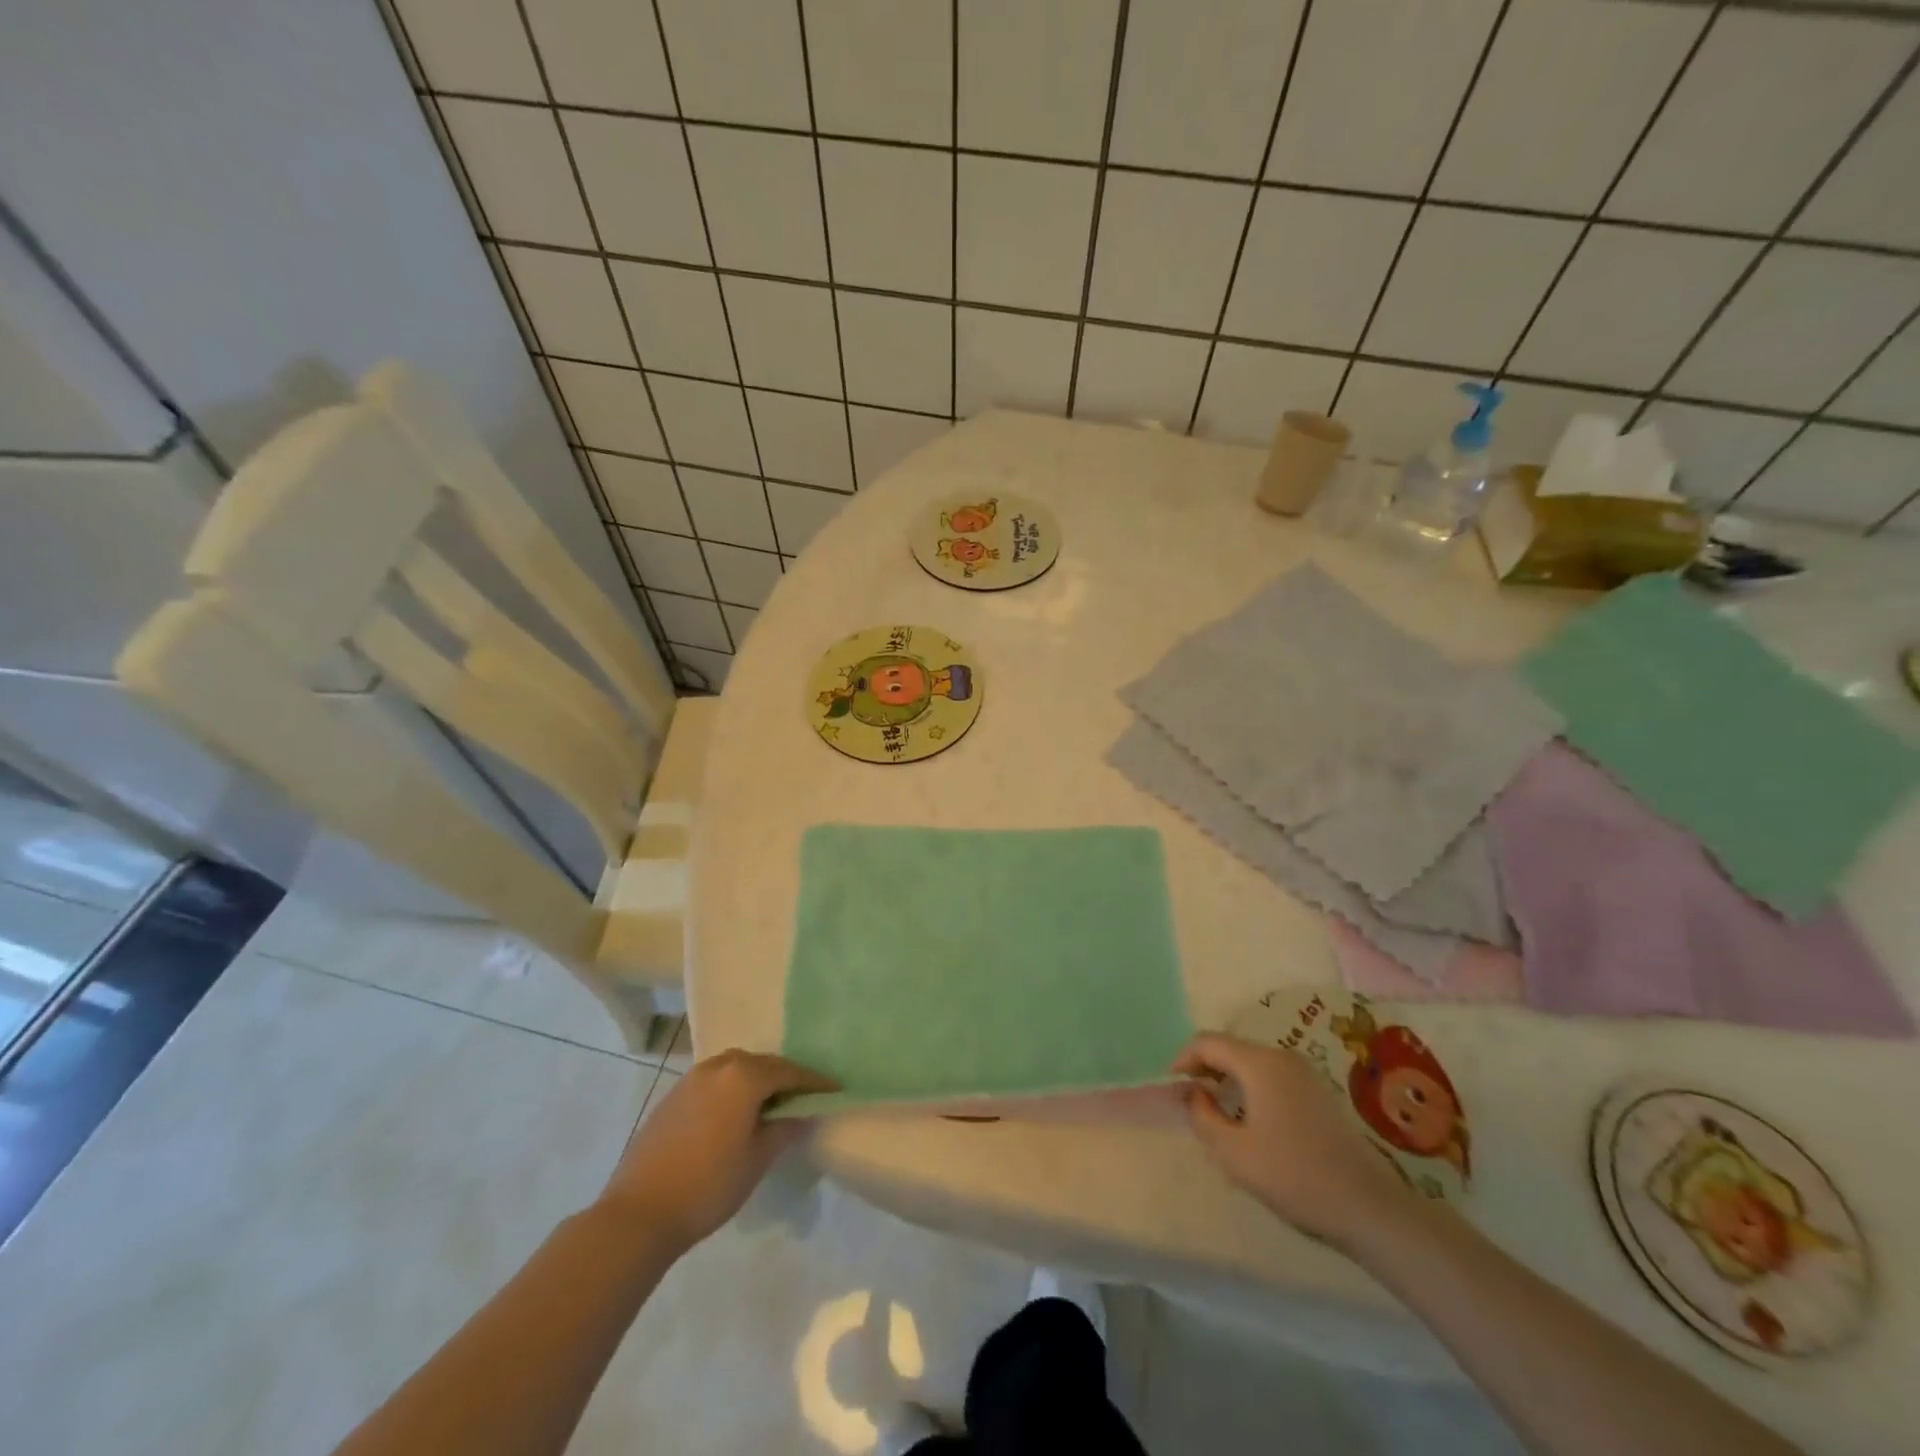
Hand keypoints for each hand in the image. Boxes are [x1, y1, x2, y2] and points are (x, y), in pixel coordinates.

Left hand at [598, 1049, 835, 1249]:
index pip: (789, 1071)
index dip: (814, 1081)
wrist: (638, 1213)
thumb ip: (785, 1128)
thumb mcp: (757, 1159)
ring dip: (756, 1081)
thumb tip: (803, 1112)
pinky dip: (732, 1089)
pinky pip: (715, 1082)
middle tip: (804, 1097)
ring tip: (770, 1104)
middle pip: (761, 1064)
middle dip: (784, 1077)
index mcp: (743, 1076)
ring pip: (735, 1070)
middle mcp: (718, 1066)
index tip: (834, 1089)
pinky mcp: (672, 1096)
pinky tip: (735, 1114)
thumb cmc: (708, 1185)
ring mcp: (691, 1079)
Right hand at [1175, 1033, 1416, 1247]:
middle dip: (1204, 1067)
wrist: (1367, 1206)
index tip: (1172, 1087)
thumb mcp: (1234, 1152)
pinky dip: (1250, 1084)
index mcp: (1258, 1063)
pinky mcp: (1317, 1090)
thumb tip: (1190, 1092)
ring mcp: (1303, 1072)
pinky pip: (1271, 1073)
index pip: (1207, 1042)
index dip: (1183, 1059)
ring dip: (1227, 1076)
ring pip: (1251, 1060)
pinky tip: (1249, 1117)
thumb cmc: (1293, 1176)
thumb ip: (1202, 1115)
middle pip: (1230, 1047)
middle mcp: (1281, 1056)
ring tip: (1215, 1109)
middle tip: (1189, 1098)